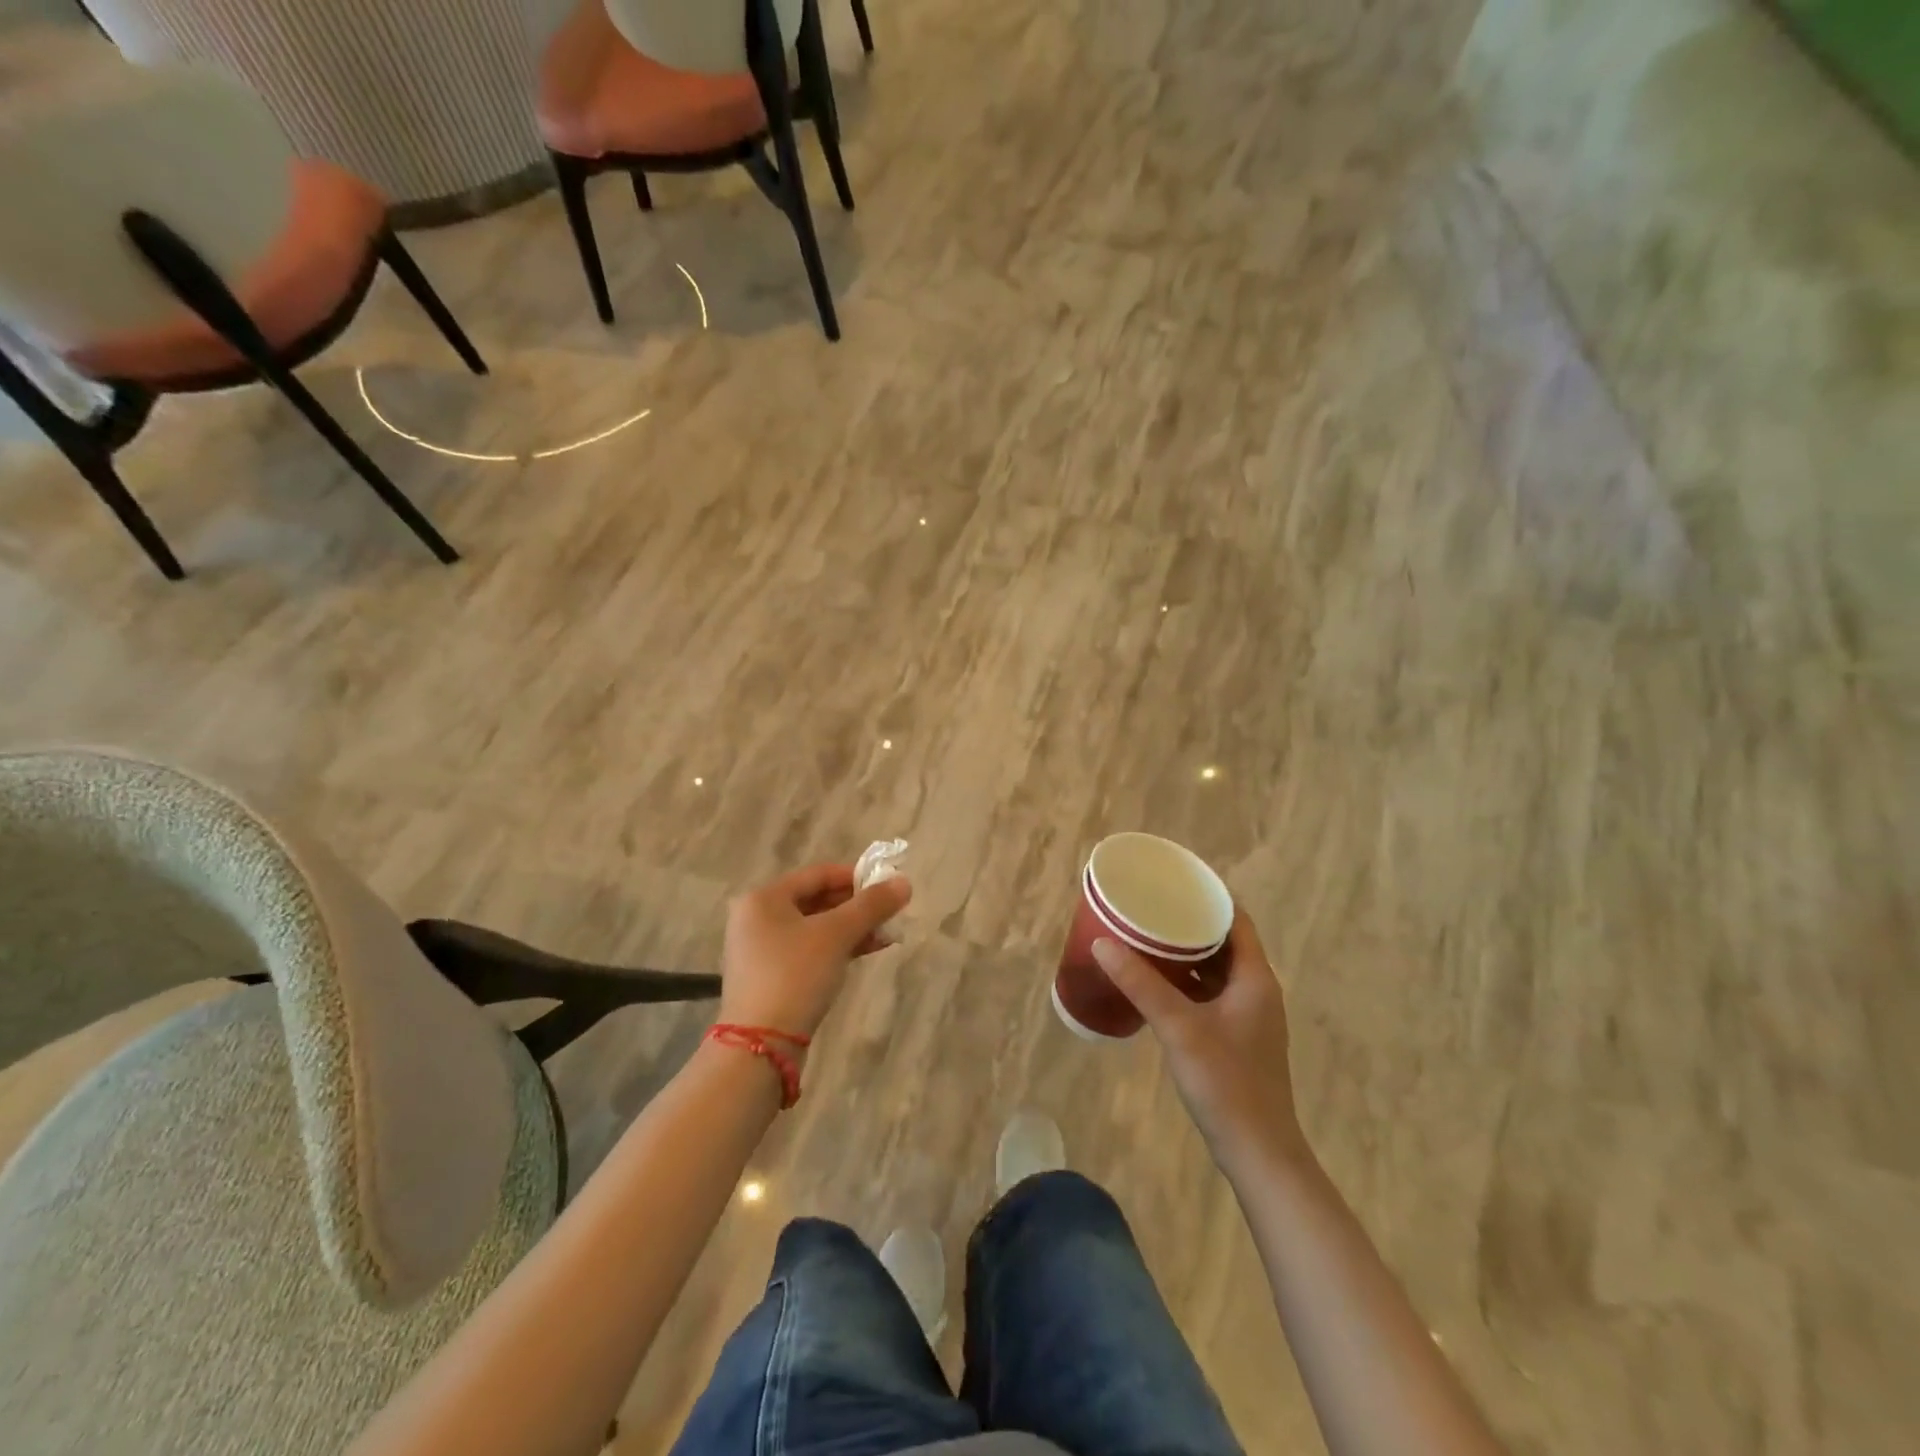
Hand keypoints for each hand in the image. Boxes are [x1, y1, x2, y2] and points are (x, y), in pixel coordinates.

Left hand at [719, 863, 910, 1039]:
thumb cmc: (796, 975)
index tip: (888, 886)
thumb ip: (871, 906)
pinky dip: (836, 948)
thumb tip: (904, 882)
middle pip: (816, 900)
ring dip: (851, 928)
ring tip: (886, 934)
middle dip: (856, 906)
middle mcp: (756, 918)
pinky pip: (808, 950)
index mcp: (764, 898)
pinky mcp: (769, 977)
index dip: (856, 876)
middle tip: (890, 912)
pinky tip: (865, 951)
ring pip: (814, 927)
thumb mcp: (837, 935)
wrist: (761, 1045)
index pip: (818, 874)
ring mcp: (761, 949)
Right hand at [1093, 908, 1307, 1169]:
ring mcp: (1248, 1016)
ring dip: (1186, 953)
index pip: (1236, 918)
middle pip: (1225, 941)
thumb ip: (1140, 983)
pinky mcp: (1236, 1037)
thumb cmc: (1226, 1082)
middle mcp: (1257, 989)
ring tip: (1147, 936)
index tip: (1173, 880)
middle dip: (1189, 922)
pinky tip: (1155, 982)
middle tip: (1150, 906)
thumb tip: (1102, 942)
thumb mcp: (1179, 1027)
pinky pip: (1210, 993)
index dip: (1208, 895)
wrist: (1258, 1152)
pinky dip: (1186, 981)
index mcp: (1255, 977)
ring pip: (1216, 969)